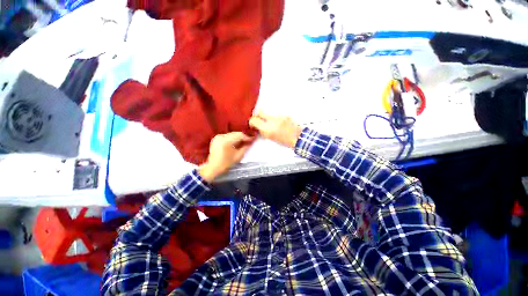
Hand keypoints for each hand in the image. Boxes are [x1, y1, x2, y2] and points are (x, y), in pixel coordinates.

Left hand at [198, 132, 253, 181]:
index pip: (239, 135)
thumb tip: (250, 142)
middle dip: (243, 137)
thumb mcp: (238, 156)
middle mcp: (221, 136)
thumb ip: (245, 148)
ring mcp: (217, 136)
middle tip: (249, 140)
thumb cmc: (226, 163)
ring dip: (238, 137)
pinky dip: (232, 138)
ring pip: (231, 134)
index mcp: (226, 141)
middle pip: (235, 133)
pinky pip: (227, 136)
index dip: (247, 137)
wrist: (213, 167)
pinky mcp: (216, 138)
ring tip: (243, 141)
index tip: (252, 139)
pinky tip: (236, 142)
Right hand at [249, 111, 301, 148]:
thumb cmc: (284, 141)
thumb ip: (262, 131)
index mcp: (268, 129)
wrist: (298, 138)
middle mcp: (272, 120)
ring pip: (268, 112)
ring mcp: (279, 115)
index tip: (253, 124)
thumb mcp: (270, 138)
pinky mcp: (285, 114)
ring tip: (270, 122)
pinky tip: (278, 122)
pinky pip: (276, 113)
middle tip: (258, 120)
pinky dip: (274, 117)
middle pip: (259, 111)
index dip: (251, 122)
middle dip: (257, 115)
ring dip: (266, 116)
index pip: (254, 120)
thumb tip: (257, 126)